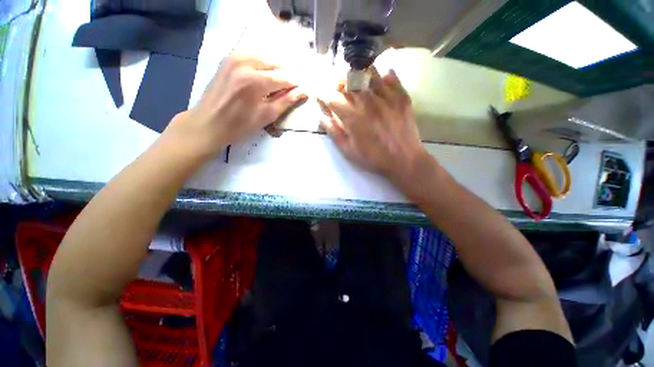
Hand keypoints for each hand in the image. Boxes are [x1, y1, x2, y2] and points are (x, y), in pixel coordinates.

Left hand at [165, 55, 305, 158]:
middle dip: (288, 72)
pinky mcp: (228, 60)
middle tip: (297, 82)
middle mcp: (244, 62)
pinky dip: (263, 64)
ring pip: (264, 57)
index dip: (296, 83)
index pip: (284, 77)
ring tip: (284, 79)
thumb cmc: (239, 125)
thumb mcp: (266, 116)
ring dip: (276, 67)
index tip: (305, 88)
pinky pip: (252, 56)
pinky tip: (268, 73)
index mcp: (255, 80)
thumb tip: (303, 91)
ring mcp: (234, 58)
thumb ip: (285, 101)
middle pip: (275, 62)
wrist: (208, 123)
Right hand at [319, 70, 429, 183]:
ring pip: (368, 73)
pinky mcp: (401, 96)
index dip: (321, 91)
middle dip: (338, 81)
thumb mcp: (348, 151)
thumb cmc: (373, 158)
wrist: (404, 159)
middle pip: (348, 80)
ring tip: (357, 82)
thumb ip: (334, 132)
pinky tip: (378, 81)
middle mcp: (368, 102)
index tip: (317, 90)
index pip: (332, 97)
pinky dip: (381, 75)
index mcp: (353, 117)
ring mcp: (386, 97)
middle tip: (338, 87)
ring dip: (358, 74)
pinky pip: (390, 76)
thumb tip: (321, 116)